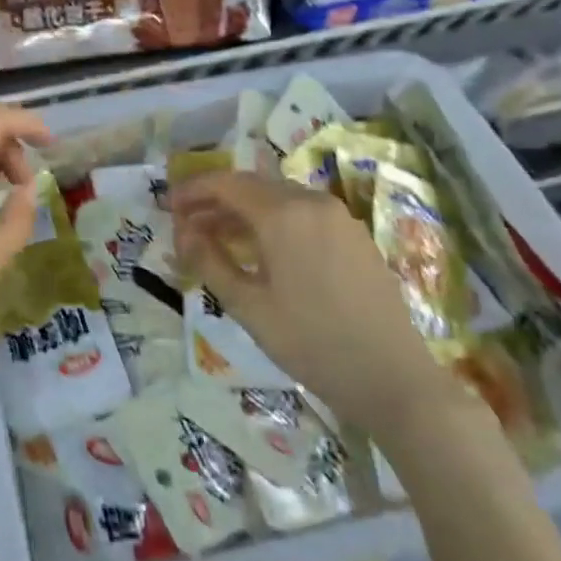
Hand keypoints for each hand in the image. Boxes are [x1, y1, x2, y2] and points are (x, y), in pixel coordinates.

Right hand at [171, 170, 456, 438]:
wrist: (392, 377)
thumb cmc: (310, 342)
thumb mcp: (247, 306)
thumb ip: (209, 261)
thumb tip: (183, 233)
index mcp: (283, 214)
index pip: (225, 183)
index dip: (192, 191)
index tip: (168, 207)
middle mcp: (311, 202)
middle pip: (252, 185)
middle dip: (215, 200)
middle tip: (187, 225)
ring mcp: (338, 217)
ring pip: (278, 197)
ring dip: (243, 210)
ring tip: (218, 238)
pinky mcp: (354, 235)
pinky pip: (302, 212)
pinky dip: (272, 220)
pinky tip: (261, 249)